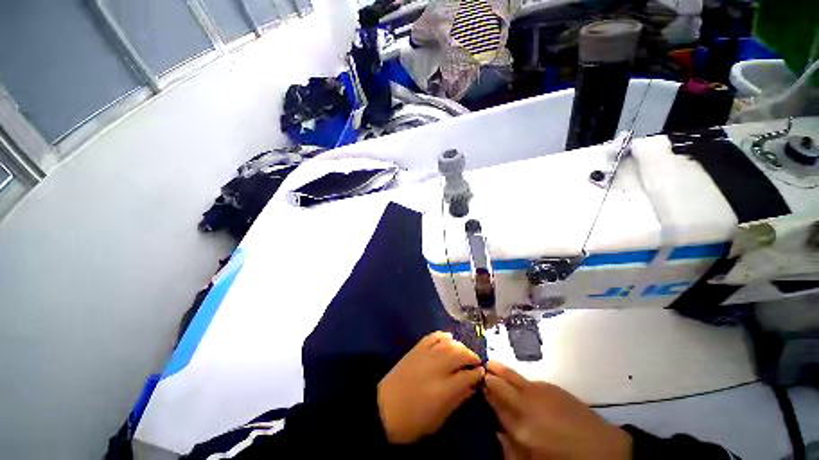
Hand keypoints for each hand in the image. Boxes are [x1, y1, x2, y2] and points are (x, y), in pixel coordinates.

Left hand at [378, 331, 484, 443]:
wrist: (384, 408)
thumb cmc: (413, 421)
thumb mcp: (439, 419)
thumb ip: (457, 400)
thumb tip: (472, 386)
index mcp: (445, 388)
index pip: (468, 375)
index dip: (478, 373)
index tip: (482, 373)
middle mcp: (438, 367)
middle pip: (460, 354)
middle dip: (471, 356)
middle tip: (475, 361)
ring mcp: (426, 355)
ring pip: (448, 343)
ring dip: (460, 346)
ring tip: (464, 351)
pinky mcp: (416, 348)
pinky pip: (433, 336)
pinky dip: (443, 335)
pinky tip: (448, 338)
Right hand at [484, 361, 631, 459]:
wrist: (604, 450)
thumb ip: (510, 449)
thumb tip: (496, 430)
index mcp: (519, 426)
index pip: (492, 400)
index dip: (482, 390)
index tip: (477, 385)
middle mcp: (525, 403)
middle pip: (499, 381)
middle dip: (488, 374)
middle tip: (481, 372)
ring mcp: (539, 391)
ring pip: (511, 374)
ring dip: (499, 369)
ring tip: (491, 364)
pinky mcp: (551, 386)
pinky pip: (527, 381)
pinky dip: (519, 380)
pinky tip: (520, 387)